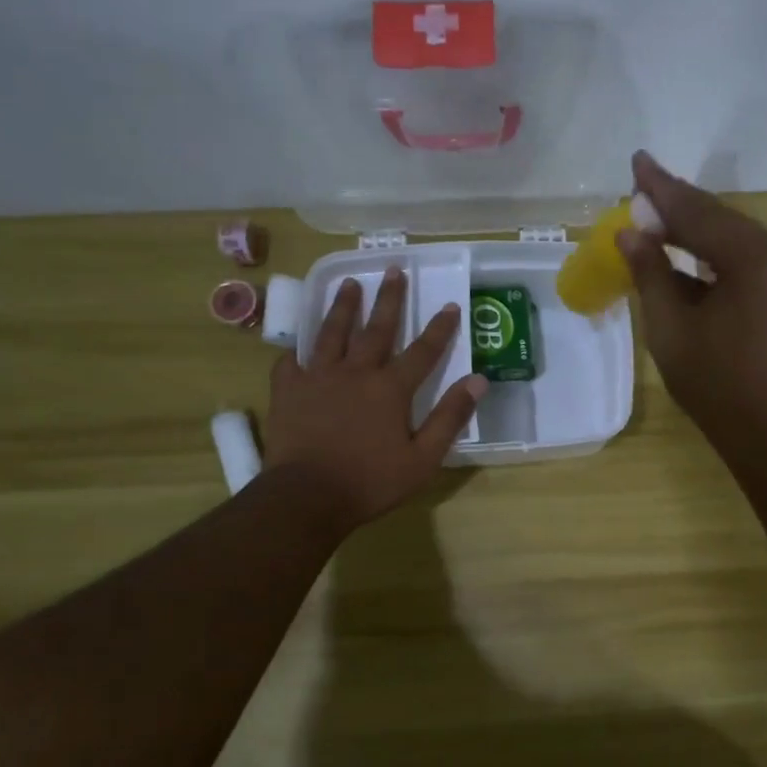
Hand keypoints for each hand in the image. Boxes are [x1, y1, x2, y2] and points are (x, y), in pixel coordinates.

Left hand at [265, 268, 485, 532]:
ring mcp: (317, 378)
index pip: (423, 351)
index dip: (439, 328)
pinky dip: (296, 350)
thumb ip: (450, 417)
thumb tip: (478, 380)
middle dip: (389, 299)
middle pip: (376, 329)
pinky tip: (297, 344)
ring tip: (349, 284)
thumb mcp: (423, 458)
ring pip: (332, 333)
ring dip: (343, 307)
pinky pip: (291, 362)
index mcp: (390, 389)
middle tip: (393, 270)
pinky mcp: (288, 391)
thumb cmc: (371, 481)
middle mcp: (355, 372)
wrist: (307, 496)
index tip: (450, 305)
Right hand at [616, 151, 766, 455]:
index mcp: (754, 259)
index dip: (661, 189)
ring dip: (693, 228)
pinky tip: (683, 250)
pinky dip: (712, 253)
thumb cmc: (715, 383)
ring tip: (654, 216)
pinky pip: (744, 258)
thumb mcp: (671, 327)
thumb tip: (630, 233)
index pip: (698, 212)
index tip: (636, 162)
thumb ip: (651, 273)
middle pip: (719, 218)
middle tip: (639, 186)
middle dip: (677, 205)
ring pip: (732, 236)